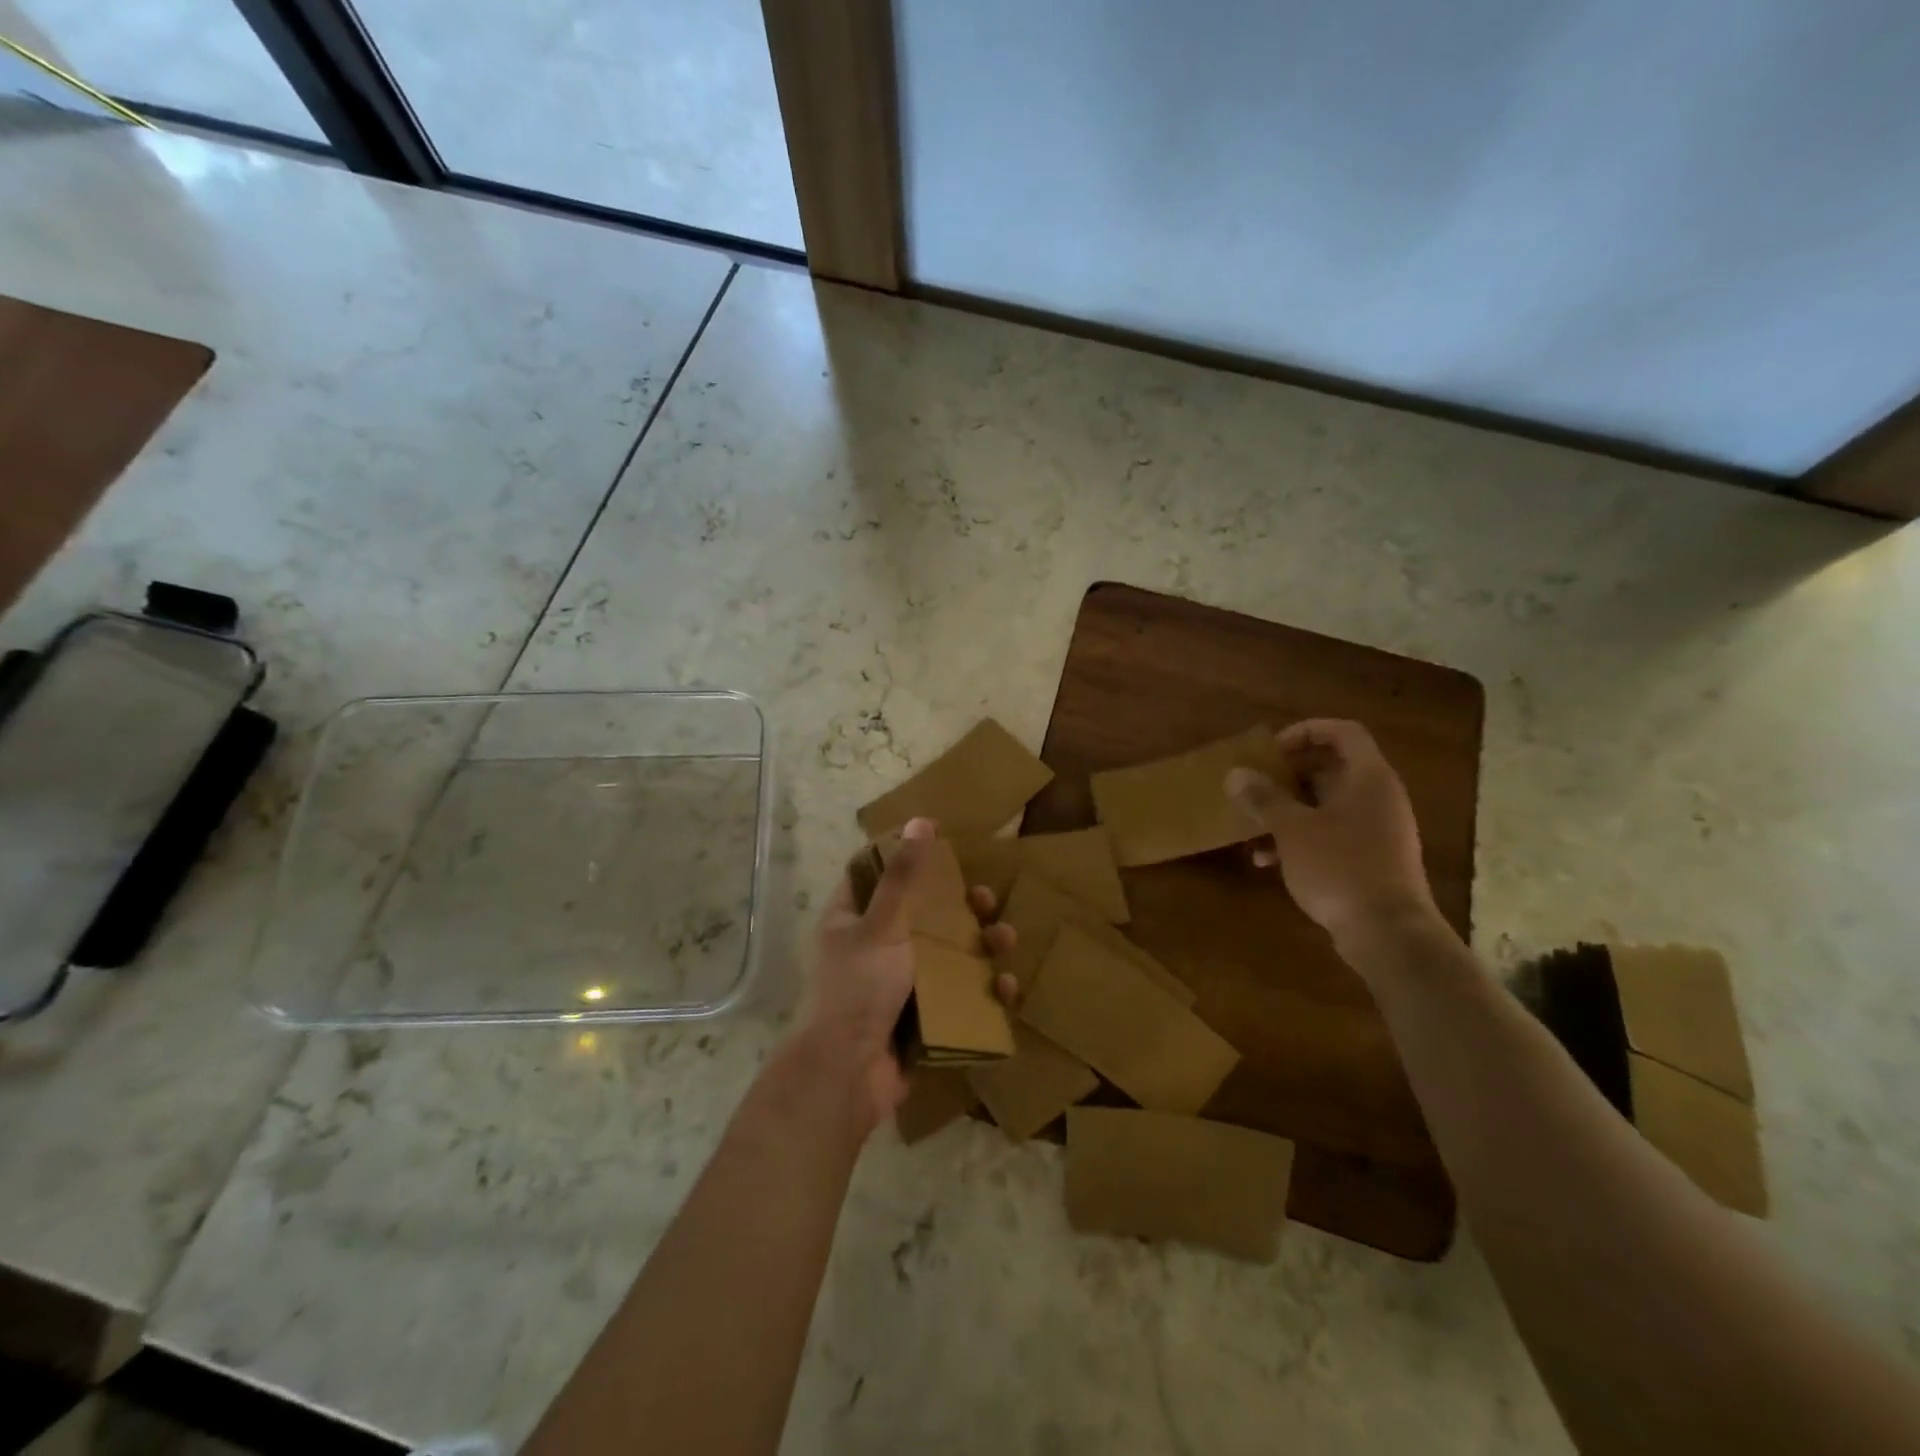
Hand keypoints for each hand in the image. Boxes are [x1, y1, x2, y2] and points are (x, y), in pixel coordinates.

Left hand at [799, 818, 1015, 1131]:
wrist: (847, 1075)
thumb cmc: (858, 987)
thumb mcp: (883, 925)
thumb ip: (905, 877)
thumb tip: (921, 820)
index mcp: (852, 921)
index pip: (875, 876)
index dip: (905, 857)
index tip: (942, 845)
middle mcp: (873, 949)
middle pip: (921, 916)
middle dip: (958, 907)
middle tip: (986, 899)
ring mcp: (898, 987)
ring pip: (945, 956)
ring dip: (979, 946)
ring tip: (1006, 938)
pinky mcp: (920, 1020)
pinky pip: (956, 997)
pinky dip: (982, 991)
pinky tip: (1007, 987)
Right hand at [1226, 719, 1437, 946]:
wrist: (1388, 933)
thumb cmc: (1340, 868)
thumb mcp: (1292, 829)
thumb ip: (1263, 798)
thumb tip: (1235, 774)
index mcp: (1368, 778)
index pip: (1343, 732)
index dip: (1306, 731)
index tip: (1271, 750)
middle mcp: (1379, 797)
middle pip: (1332, 768)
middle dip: (1289, 775)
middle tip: (1256, 783)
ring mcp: (1378, 830)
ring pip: (1327, 804)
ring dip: (1289, 809)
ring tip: (1253, 822)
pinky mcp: (1371, 859)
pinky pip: (1332, 833)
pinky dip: (1301, 837)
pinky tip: (1267, 860)